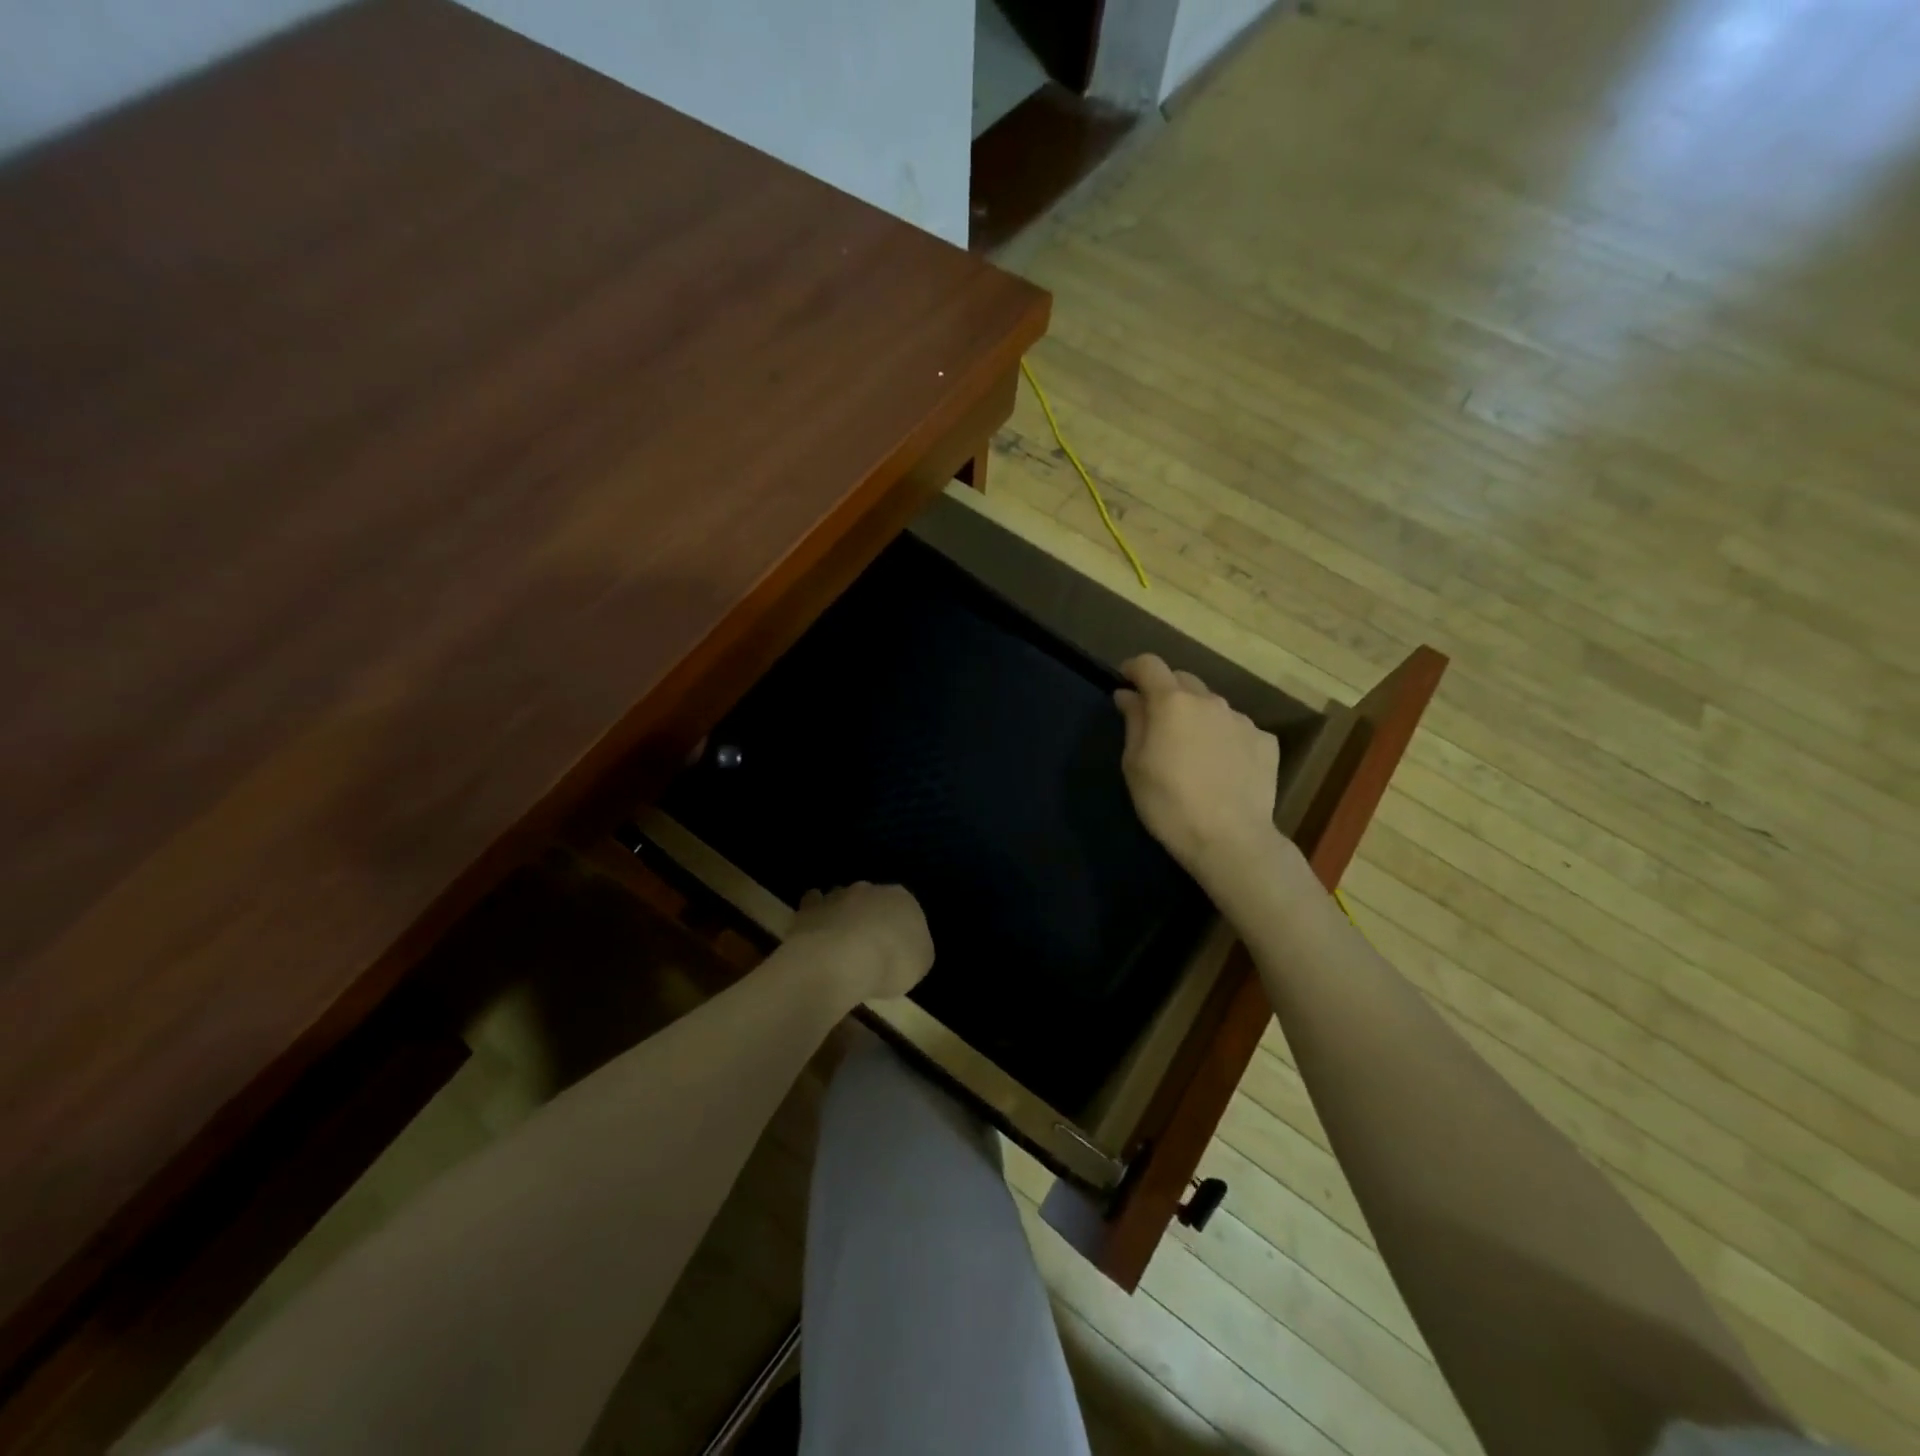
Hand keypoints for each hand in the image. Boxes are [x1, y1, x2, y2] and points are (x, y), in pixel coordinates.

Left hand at [789, 882, 933, 1002]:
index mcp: (903, 899)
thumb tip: (907, 950)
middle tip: (867, 949)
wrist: (842, 959)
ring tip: (838, 947)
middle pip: (872, 902)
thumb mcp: (920, 963)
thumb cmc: (892, 961)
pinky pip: (812, 909)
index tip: (894, 952)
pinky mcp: (809, 908)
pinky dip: (814, 919)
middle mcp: (871, 889)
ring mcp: (837, 896)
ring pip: (842, 901)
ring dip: (841, 917)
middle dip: (869, 919)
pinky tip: (815, 938)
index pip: (905, 910)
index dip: (899, 931)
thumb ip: (915, 951)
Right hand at [1114, 654, 1281, 882]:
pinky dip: (1224, 738)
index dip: (1134, 668)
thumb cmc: (1169, 803)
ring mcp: (1242, 720)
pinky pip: (1237, 729)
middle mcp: (1210, 701)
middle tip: (1156, 722)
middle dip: (1166, 692)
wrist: (1230, 839)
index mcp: (1172, 702)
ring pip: (1212, 706)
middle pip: (1183, 680)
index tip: (1125, 681)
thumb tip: (1128, 695)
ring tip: (1192, 750)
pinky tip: (1221, 767)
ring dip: (1197, 716)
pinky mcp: (1265, 742)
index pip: (1149, 665)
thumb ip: (1133, 722)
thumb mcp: (1135, 765)